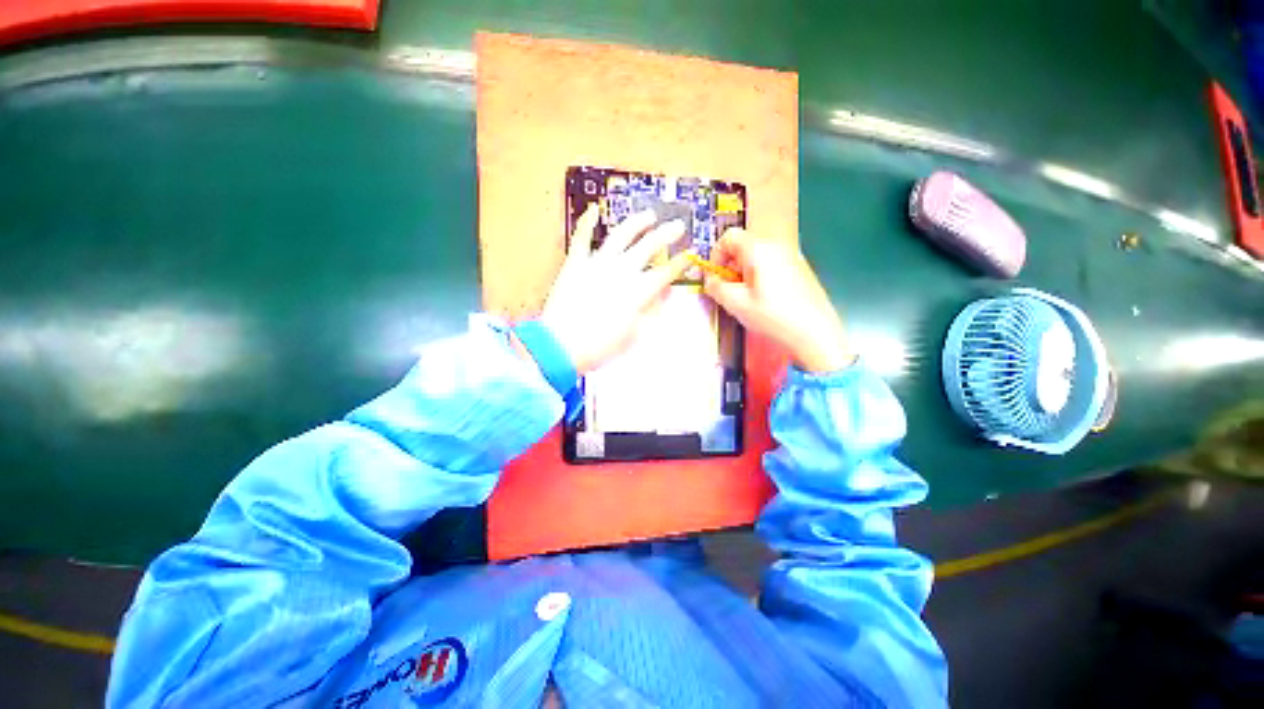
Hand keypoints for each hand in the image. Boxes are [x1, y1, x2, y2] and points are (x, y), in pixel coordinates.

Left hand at [540, 207, 692, 373]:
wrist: (561, 345)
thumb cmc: (600, 346)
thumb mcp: (634, 334)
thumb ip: (650, 311)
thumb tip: (663, 294)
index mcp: (638, 291)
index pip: (665, 273)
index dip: (679, 263)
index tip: (689, 255)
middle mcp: (621, 271)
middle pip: (649, 246)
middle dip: (667, 234)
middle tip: (677, 226)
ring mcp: (597, 263)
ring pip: (621, 235)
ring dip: (637, 222)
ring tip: (649, 215)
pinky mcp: (575, 263)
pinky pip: (582, 238)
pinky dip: (587, 222)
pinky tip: (593, 209)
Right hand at [703, 228, 853, 372]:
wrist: (816, 333)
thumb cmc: (773, 316)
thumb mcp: (736, 304)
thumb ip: (716, 288)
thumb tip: (710, 280)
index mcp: (759, 250)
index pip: (730, 237)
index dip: (716, 255)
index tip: (715, 276)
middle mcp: (777, 247)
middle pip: (744, 247)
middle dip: (730, 267)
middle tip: (729, 291)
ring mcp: (791, 257)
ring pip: (757, 258)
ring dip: (744, 274)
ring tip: (746, 299)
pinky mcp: (800, 270)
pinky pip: (771, 266)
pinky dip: (760, 277)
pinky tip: (764, 301)